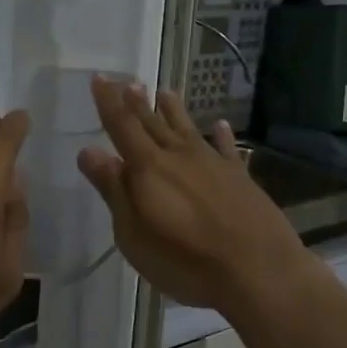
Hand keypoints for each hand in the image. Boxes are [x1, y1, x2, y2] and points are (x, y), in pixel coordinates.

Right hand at [77, 76, 309, 312]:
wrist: (257, 270)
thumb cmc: (185, 260)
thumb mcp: (134, 234)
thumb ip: (113, 190)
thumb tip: (89, 150)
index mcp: (149, 168)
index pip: (122, 126)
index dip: (108, 102)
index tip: (100, 77)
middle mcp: (179, 156)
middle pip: (153, 123)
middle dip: (137, 102)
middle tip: (128, 80)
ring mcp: (213, 164)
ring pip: (188, 129)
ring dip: (174, 111)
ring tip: (165, 92)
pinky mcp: (240, 178)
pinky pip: (226, 148)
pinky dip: (221, 135)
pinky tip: (220, 125)